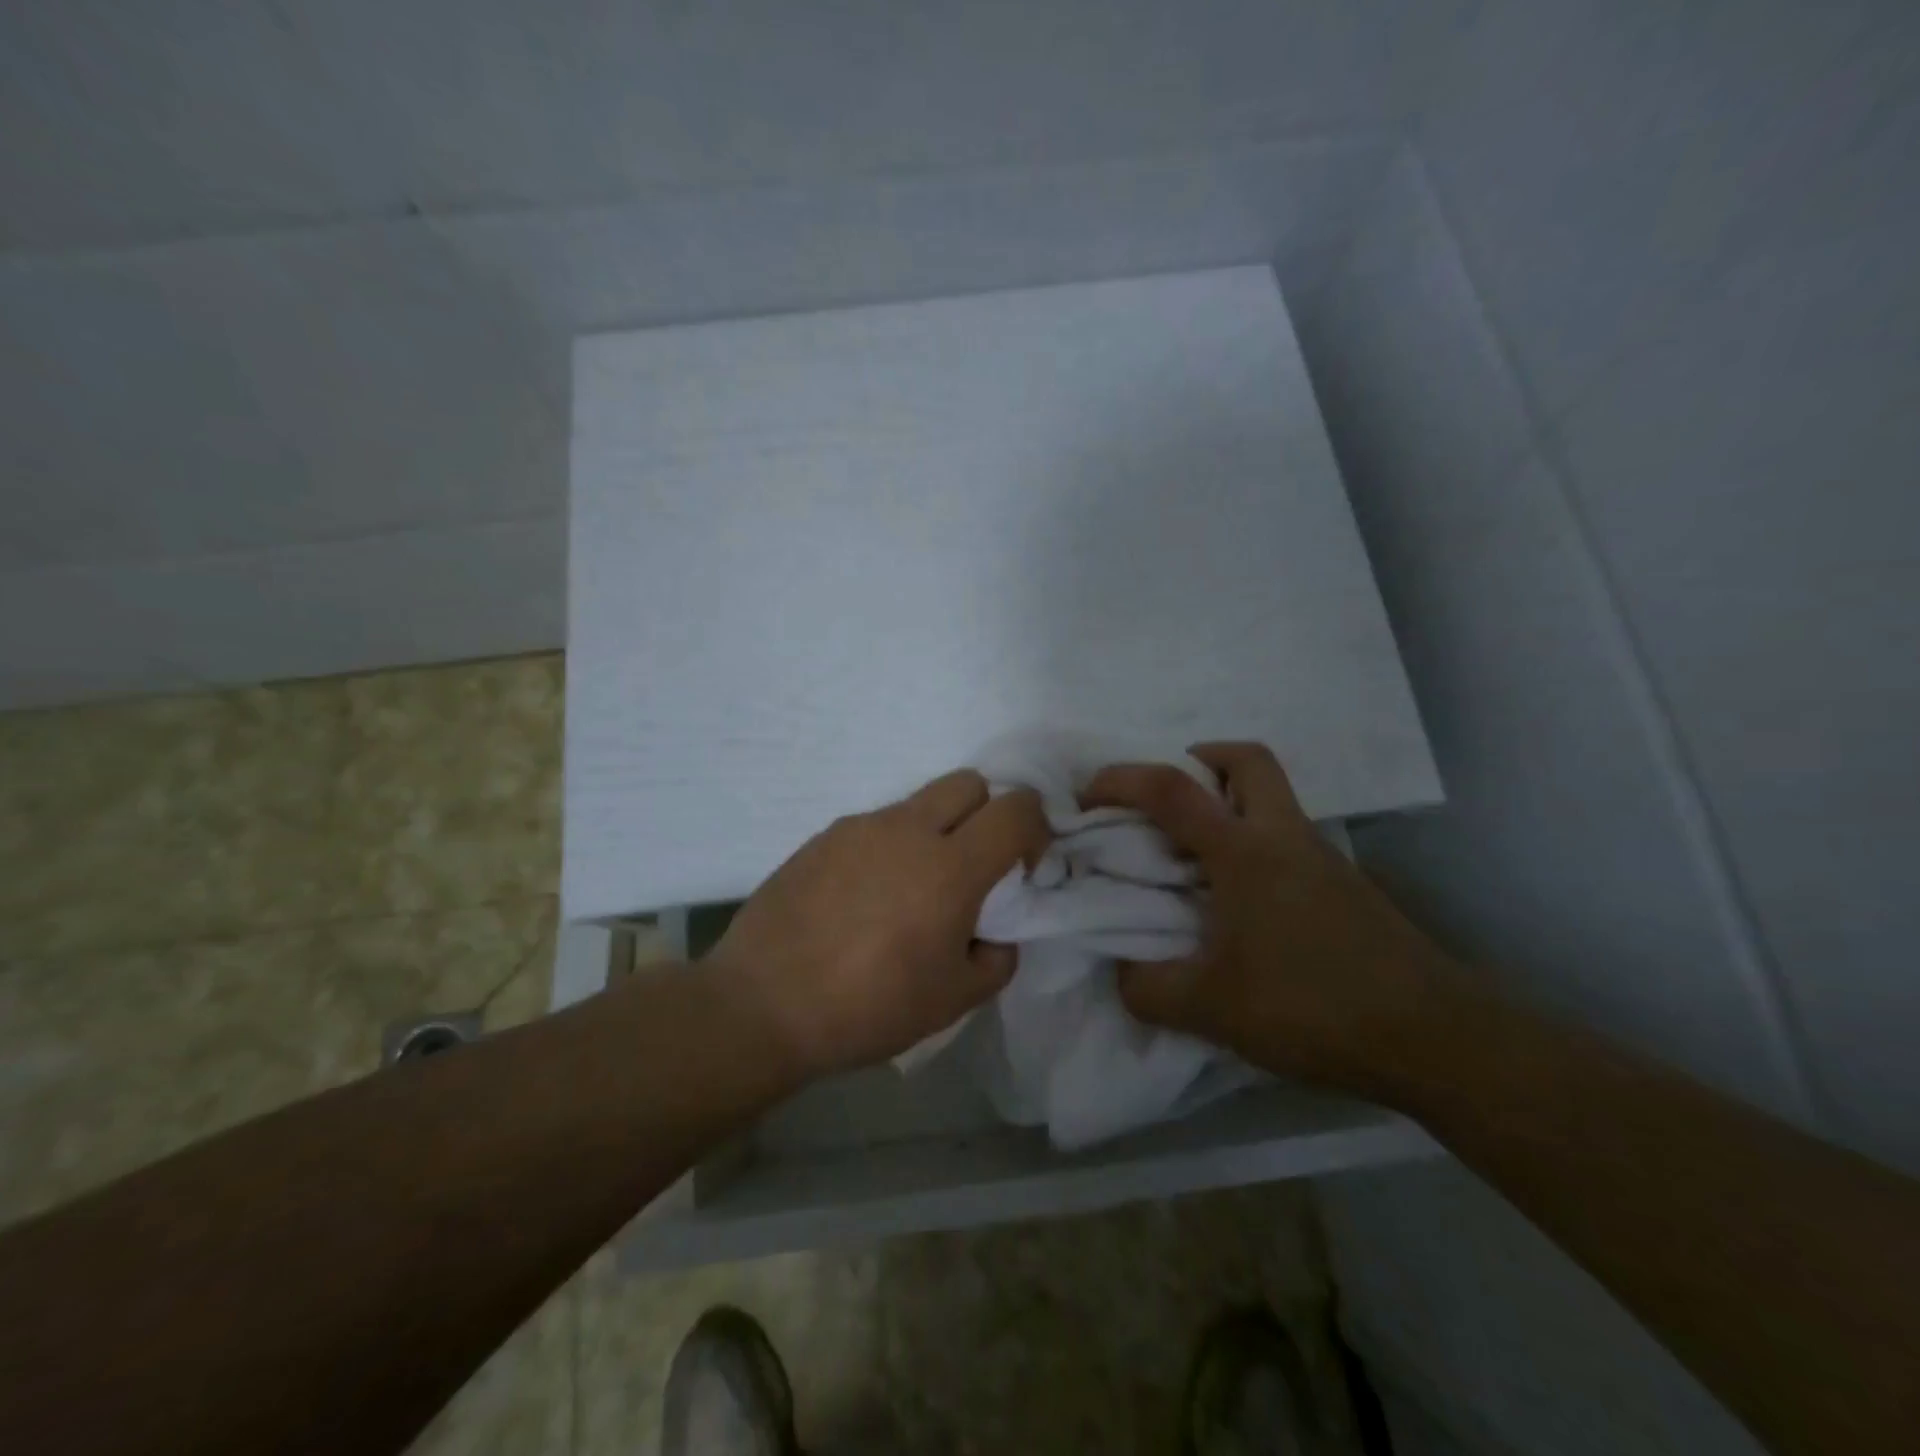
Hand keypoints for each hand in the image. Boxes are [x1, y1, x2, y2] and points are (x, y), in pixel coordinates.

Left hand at [709, 770, 1049, 1078]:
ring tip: (909, 891)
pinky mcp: (823, 836)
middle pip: (970, 783)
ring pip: (918, 803)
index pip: (1016, 809)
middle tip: (973, 866)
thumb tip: (994, 932)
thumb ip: (996, 958)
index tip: (1022, 868)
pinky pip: (875, 825)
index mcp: (950, 867)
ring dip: (935, 831)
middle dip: (987, 813)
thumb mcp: (954, 1000)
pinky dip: (889, 847)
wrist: (763, 1004)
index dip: (1035, 829)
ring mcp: (860, 827)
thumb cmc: (868, 1007)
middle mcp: (908, 830)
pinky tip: (864, 898)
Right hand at [1082, 743, 1455, 1095]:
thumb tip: (1121, 974)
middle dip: (1200, 761)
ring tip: (1196, 855)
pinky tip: (1243, 902)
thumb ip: (1149, 988)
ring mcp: (1321, 859)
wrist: (1433, 1037)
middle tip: (1168, 798)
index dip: (1121, 780)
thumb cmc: (1312, 1006)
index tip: (1087, 797)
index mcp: (1244, 851)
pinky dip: (1255, 845)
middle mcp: (1284, 837)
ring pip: (1273, 798)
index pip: (1172, 789)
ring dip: (1230, 803)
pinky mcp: (1344, 887)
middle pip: (1247, 761)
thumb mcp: (1211, 1008)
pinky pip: (1289, 840)